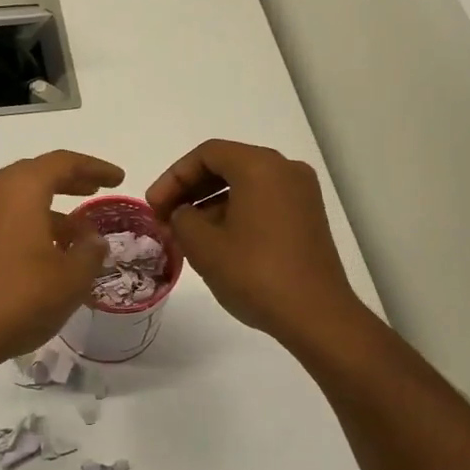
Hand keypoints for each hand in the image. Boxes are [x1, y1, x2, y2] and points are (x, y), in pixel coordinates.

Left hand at [0, 150, 123, 367]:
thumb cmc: (22, 296)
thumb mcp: (72, 276)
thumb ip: (91, 250)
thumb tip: (92, 239)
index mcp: (20, 188)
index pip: (63, 163)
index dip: (95, 168)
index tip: (118, 178)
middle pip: (38, 173)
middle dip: (70, 181)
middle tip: (97, 190)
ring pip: (20, 196)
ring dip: (51, 205)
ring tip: (80, 230)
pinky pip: (6, 216)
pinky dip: (31, 221)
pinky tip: (51, 249)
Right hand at [146, 140, 360, 347]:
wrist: (316, 315)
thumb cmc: (255, 273)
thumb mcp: (203, 245)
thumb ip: (181, 218)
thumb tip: (183, 214)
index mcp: (260, 166)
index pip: (206, 154)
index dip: (173, 177)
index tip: (153, 206)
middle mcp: (285, 170)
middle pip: (227, 165)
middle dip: (190, 189)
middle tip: (164, 216)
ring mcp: (301, 194)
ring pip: (245, 184)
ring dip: (210, 203)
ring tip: (185, 233)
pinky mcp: (308, 218)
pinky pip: (263, 201)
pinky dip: (235, 212)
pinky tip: (215, 241)